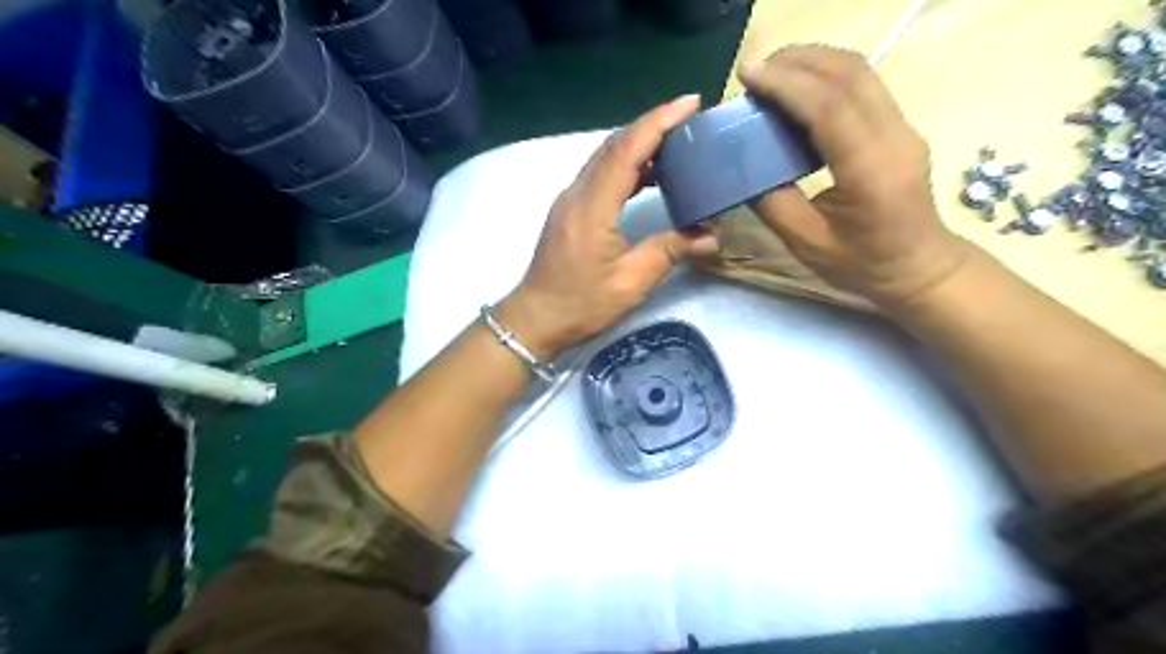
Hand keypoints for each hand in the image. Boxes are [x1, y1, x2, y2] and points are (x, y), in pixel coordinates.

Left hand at [494, 96, 720, 357]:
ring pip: (605, 157)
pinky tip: (648, 174)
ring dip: (638, 143)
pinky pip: (599, 174)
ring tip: (675, 142)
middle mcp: (577, 194)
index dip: (658, 122)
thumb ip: (668, 251)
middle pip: (614, 145)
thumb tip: (710, 235)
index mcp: (592, 208)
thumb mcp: (630, 283)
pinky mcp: (569, 209)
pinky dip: (625, 164)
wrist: (536, 318)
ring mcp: (570, 200)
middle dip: (652, 125)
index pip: (626, 151)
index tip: (689, 103)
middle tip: (689, 119)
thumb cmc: (581, 304)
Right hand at [736, 46, 975, 306]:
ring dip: (814, 62)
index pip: (830, 108)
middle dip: (798, 60)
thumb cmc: (862, 264)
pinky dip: (827, 77)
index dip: (787, 85)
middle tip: (755, 70)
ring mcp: (902, 127)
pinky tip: (800, 90)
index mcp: (871, 171)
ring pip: (861, 72)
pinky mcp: (899, 127)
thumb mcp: (807, 243)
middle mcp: (894, 138)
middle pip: (851, 73)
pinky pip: (864, 86)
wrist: (919, 268)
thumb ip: (773, 202)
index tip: (748, 75)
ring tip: (773, 73)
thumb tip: (745, 168)